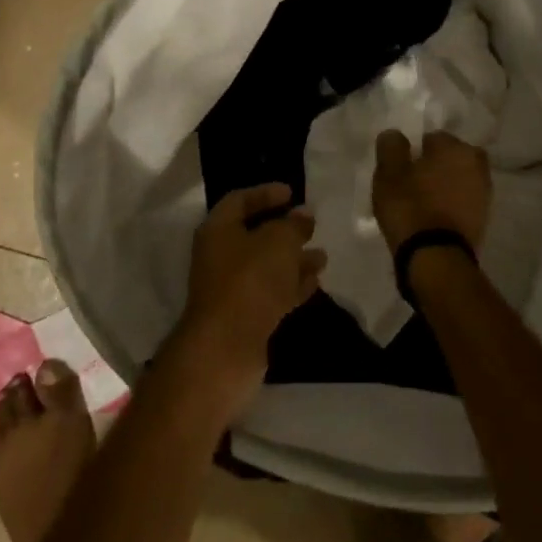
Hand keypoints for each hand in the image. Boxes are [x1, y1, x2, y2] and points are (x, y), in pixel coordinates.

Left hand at [171, 183, 326, 421]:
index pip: (240, 200)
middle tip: (311, 225)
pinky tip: (315, 282)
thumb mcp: (278, 242)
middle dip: (284, 230)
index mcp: (219, 230)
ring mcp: (231, 289)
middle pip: (254, 235)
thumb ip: (293, 225)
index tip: (292, 192)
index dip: (265, 193)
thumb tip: (303, 214)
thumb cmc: (250, 281)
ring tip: (322, 256)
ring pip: (266, 266)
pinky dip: (292, 285)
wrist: (226, 349)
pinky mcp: (244, 317)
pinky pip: (271, 292)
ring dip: (293, 260)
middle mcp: (220, 256)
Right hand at [371, 130, 491, 253]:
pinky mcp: (484, 218)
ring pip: (459, 179)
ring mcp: (484, 192)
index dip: (415, 153)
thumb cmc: (410, 207)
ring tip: (423, 203)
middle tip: (413, 185)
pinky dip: (451, 204)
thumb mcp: (388, 172)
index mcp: (455, 147)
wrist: (435, 257)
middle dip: (436, 166)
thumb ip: (391, 146)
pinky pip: (463, 201)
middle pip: (450, 158)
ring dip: (445, 185)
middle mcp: (476, 164)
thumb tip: (396, 135)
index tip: (402, 170)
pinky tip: (434, 217)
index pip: (432, 138)